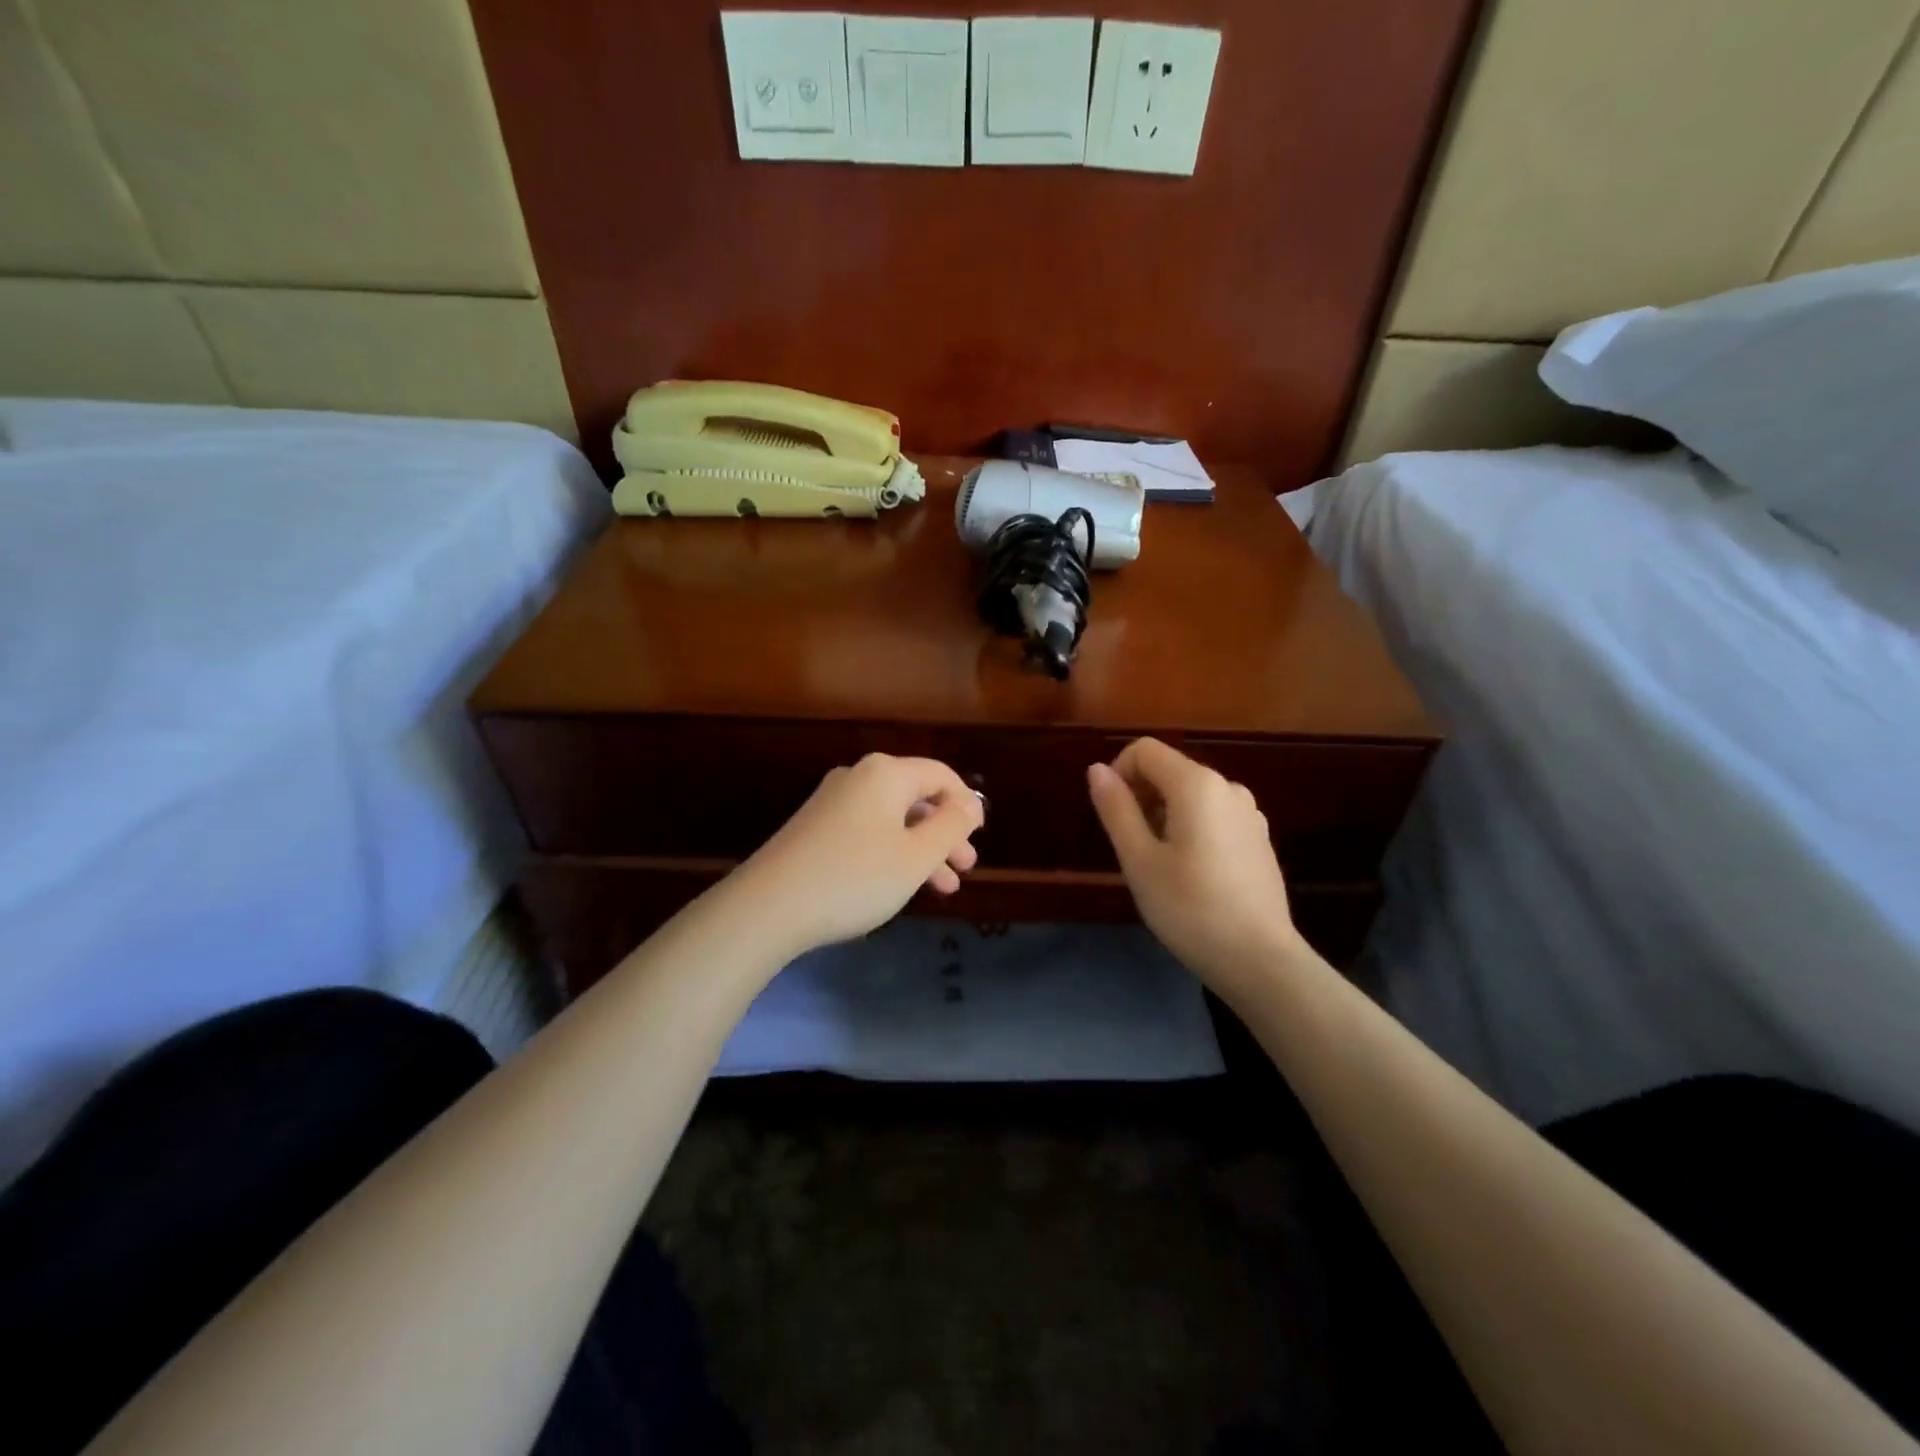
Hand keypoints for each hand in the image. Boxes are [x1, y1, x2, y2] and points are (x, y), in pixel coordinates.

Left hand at [733, 754, 984, 956]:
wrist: (768, 906)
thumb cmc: (855, 878)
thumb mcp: (916, 856)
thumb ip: (950, 826)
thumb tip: (968, 803)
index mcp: (886, 774)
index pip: (940, 775)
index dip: (965, 803)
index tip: (979, 836)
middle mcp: (858, 778)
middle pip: (916, 798)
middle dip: (945, 832)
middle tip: (965, 867)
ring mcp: (832, 802)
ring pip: (893, 820)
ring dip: (921, 849)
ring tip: (944, 888)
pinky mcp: (815, 828)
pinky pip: (868, 831)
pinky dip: (892, 853)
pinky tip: (900, 885)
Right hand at [1087, 738, 1302, 990]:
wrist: (1260, 960)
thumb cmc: (1190, 908)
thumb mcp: (1139, 860)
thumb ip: (1116, 809)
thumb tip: (1097, 770)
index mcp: (1197, 784)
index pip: (1145, 750)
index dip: (1118, 772)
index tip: (1111, 815)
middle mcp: (1227, 787)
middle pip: (1169, 770)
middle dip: (1141, 796)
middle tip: (1130, 847)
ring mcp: (1249, 812)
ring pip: (1191, 795)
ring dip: (1164, 814)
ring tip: (1158, 864)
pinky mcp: (1258, 838)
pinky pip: (1213, 815)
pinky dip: (1191, 828)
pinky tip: (1190, 873)